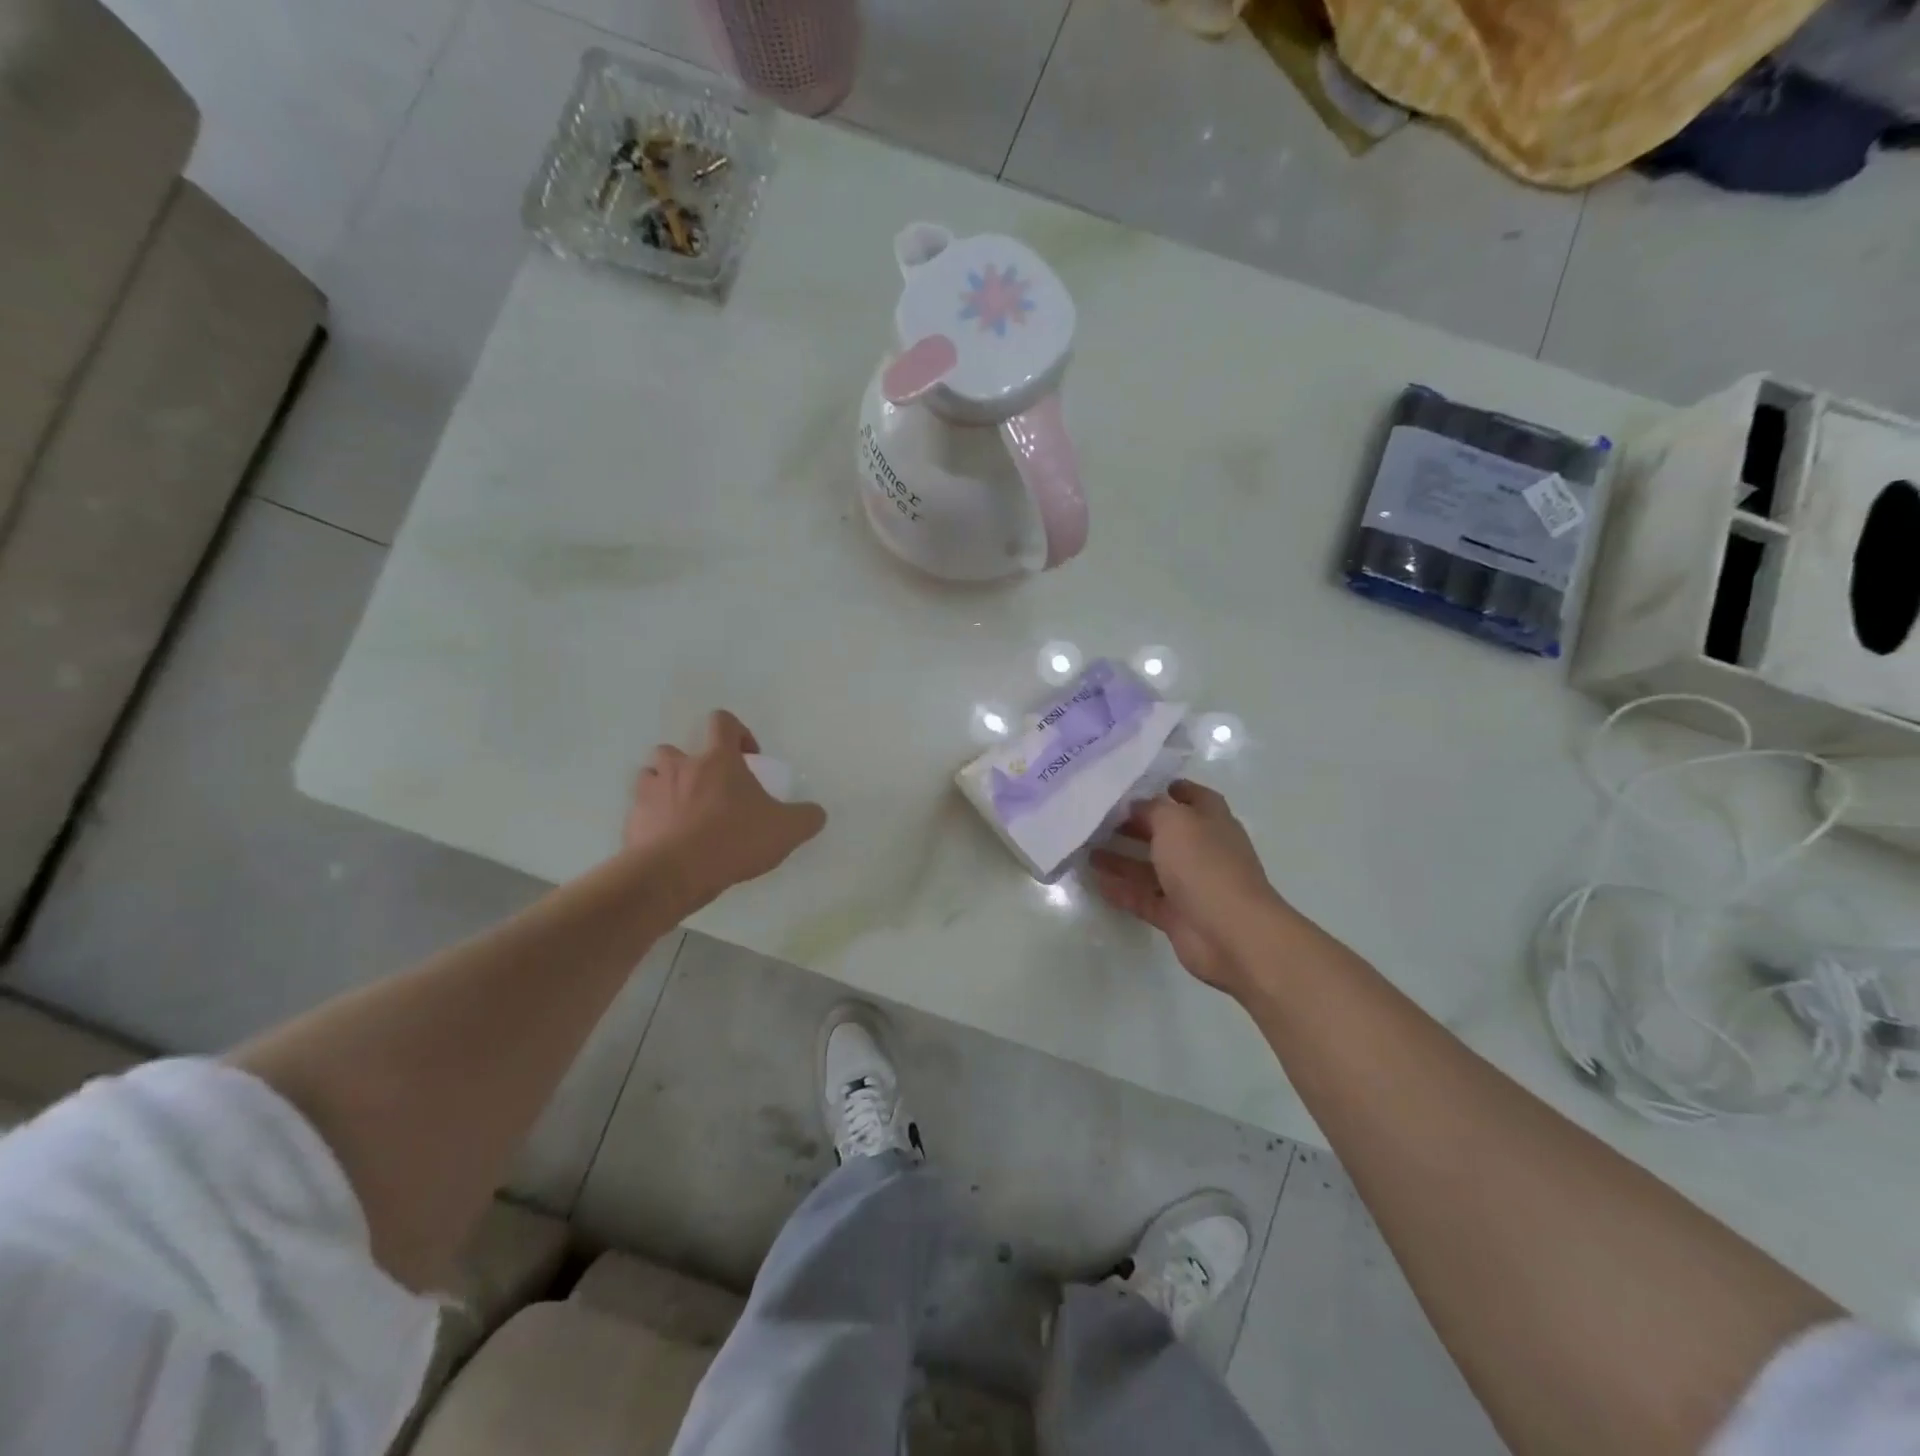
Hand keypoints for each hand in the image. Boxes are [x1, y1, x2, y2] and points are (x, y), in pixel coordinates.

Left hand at [625, 711, 826, 908]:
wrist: (674, 873)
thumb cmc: (733, 840)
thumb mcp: (786, 830)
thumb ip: (806, 817)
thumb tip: (816, 813)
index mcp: (717, 760)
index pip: (722, 722)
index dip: (737, 732)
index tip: (748, 758)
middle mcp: (680, 767)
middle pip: (676, 748)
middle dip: (691, 764)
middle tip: (710, 791)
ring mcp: (650, 792)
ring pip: (651, 775)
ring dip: (666, 787)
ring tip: (683, 813)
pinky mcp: (632, 820)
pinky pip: (641, 811)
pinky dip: (653, 820)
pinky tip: (669, 842)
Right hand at [1089, 781, 1288, 998]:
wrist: (1231, 934)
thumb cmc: (1205, 865)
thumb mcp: (1175, 822)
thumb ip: (1153, 808)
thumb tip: (1136, 806)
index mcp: (1212, 821)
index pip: (1194, 797)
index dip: (1173, 789)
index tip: (1140, 786)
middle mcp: (1203, 850)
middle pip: (1166, 833)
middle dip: (1136, 825)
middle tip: (1100, 819)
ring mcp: (1190, 885)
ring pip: (1151, 867)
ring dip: (1122, 858)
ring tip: (1087, 850)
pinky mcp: (1176, 916)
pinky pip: (1143, 898)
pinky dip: (1121, 890)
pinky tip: (1095, 882)